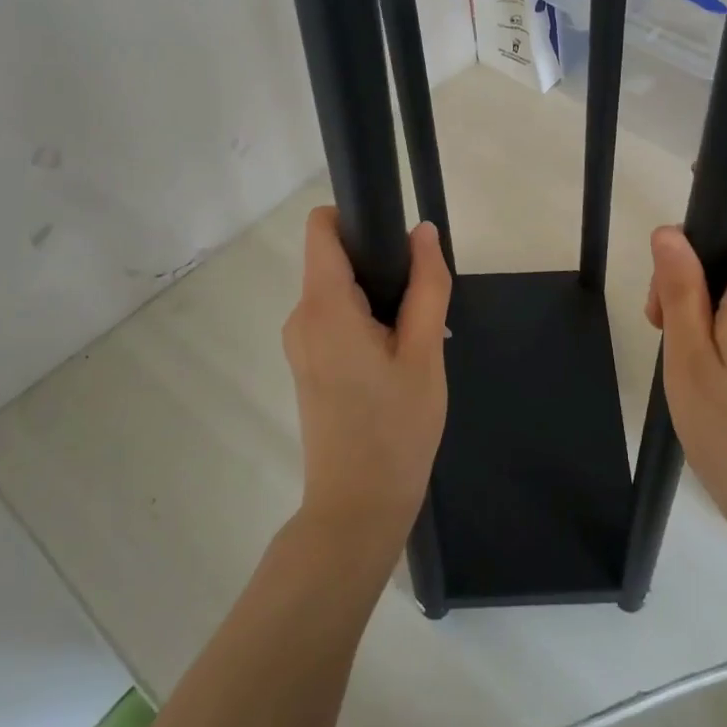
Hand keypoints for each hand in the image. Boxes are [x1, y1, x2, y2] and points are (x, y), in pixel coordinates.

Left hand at [282, 209, 450, 551]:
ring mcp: (300, 343)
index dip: (357, 218)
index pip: (321, 228)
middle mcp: (301, 317)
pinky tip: (397, 359)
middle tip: (421, 307)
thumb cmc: (396, 428)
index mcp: (323, 307)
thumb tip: (423, 231)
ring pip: (339, 291)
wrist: (358, 508)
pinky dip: (367, 321)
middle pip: (334, 259)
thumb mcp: (423, 352)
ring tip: (414, 340)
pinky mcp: (307, 364)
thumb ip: (426, 285)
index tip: (397, 241)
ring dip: (378, 298)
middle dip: (380, 266)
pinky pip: (336, 319)